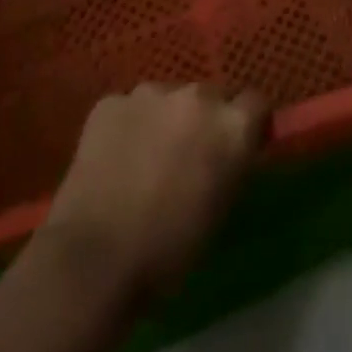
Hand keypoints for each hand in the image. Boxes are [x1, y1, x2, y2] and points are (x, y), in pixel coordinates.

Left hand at [35, 83, 268, 306]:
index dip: (247, 123)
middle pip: (210, 95)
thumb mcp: (221, 208)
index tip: (237, 146)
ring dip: (164, 119)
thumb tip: (226, 152)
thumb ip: (230, 164)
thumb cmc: (170, 249)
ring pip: (166, 98)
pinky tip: (114, 159)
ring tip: (145, 157)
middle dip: (203, 119)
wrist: (96, 257)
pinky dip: (127, 126)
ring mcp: (150, 93)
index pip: (255, 103)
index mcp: (232, 126)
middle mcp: (197, 96)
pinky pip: (128, 108)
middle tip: (187, 154)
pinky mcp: (110, 102)